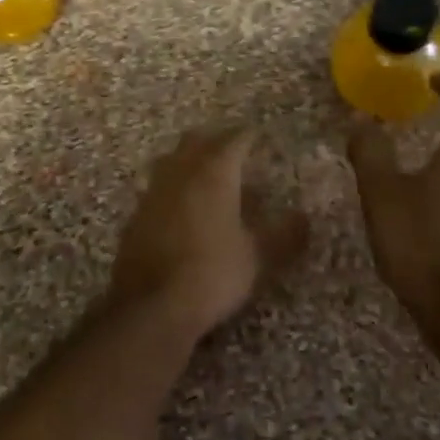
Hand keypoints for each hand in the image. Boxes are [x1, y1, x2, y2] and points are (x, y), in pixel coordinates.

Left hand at [107, 128, 305, 340]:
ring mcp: (153, 192)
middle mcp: (180, 173)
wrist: (151, 304)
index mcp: (214, 173)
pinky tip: (181, 205)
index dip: (248, 135)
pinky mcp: (136, 215)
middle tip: (232, 147)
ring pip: (171, 160)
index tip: (259, 135)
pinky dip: (173, 186)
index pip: (234, 140)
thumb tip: (303, 217)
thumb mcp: (258, 257)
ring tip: (206, 172)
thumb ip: (284, 234)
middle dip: (215, 139)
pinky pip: (158, 187)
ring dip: (189, 159)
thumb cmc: (213, 273)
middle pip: (196, 141)